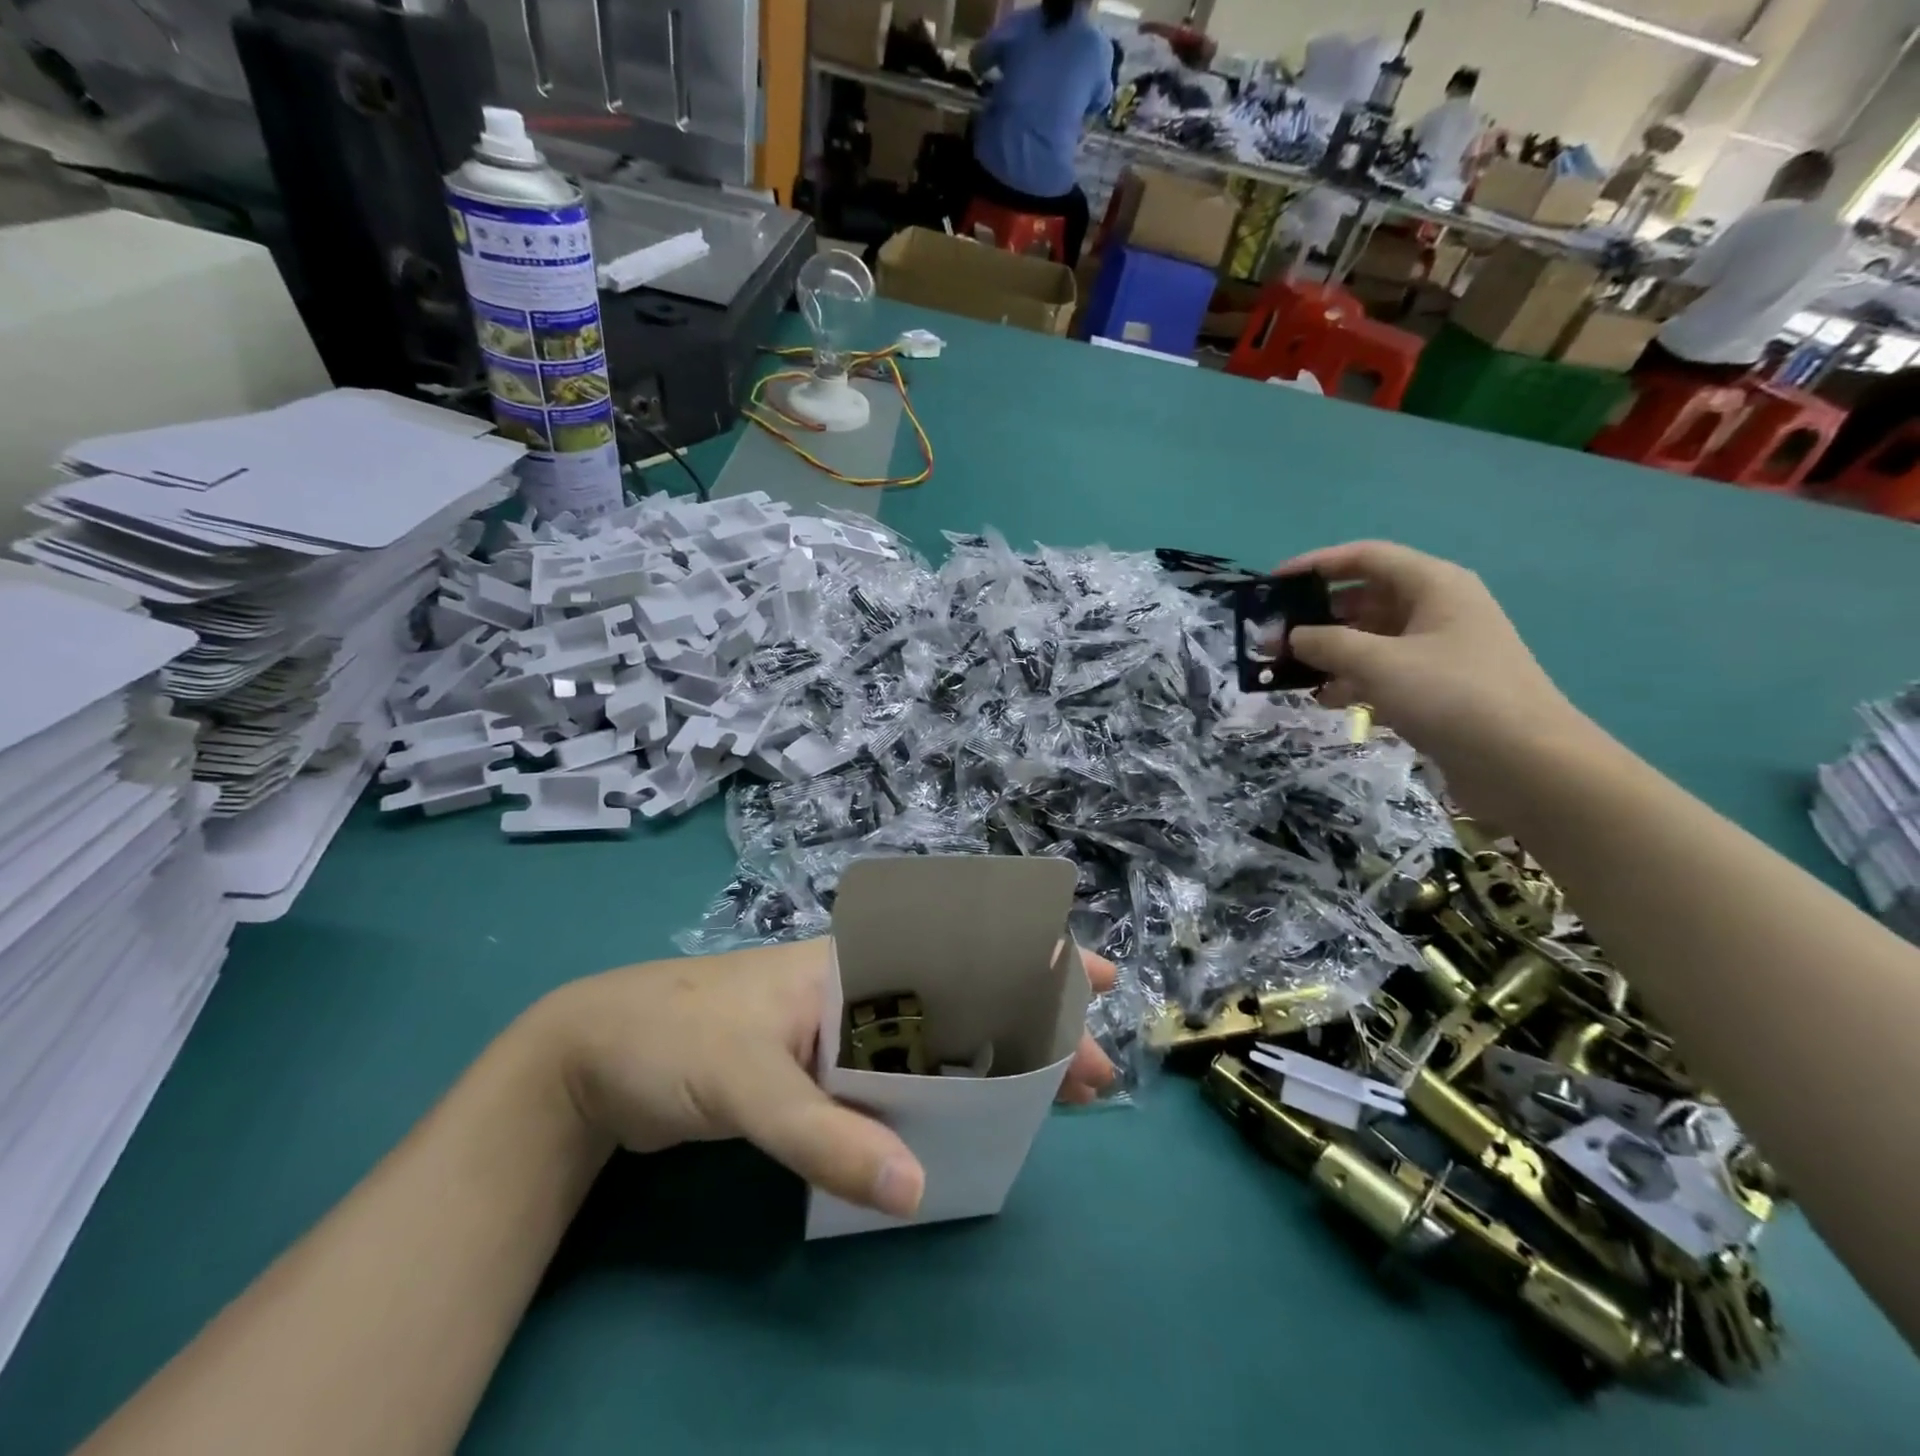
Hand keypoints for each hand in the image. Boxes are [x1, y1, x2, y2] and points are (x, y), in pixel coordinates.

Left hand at [538, 940, 1117, 1219]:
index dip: (1031, 957)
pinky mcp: (822, 1071)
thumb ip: (825, 1137)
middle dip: (1033, 1024)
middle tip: (1090, 1071)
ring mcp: (842, 1032)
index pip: (958, 949)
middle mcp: (859, 991)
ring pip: (940, 1038)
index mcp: (853, 966)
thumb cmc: (672, 1042)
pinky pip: (902, 1077)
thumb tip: (916, 1194)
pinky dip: (944, 1094)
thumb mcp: (747, 1085)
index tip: (1092, 978)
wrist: (593, 1059)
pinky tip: (969, 1120)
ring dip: (996, 1061)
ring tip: (1050, 1098)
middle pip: (965, 997)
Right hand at [1279, 540, 1581, 757]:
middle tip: (1274, 639)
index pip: (1365, 558)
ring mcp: (1439, 650)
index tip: (1273, 584)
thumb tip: (1292, 636)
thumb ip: (1326, 644)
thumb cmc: (1451, 696)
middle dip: (1317, 617)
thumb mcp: (1379, 664)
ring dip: (1331, 653)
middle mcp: (1437, 609)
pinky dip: (1353, 681)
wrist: (1526, 764)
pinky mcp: (1437, 686)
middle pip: (1365, 599)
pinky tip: (1326, 701)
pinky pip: (1384, 671)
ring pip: (1371, 638)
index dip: (1316, 564)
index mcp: (1433, 585)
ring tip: (1290, 674)